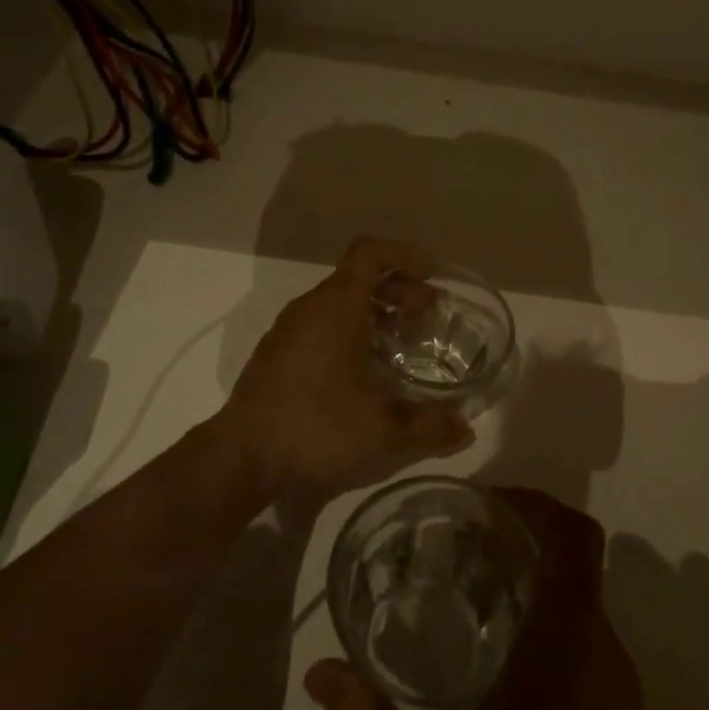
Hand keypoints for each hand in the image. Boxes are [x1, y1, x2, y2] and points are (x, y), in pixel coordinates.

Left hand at [222, 236, 473, 498]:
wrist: (242, 456)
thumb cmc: (316, 426)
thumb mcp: (383, 429)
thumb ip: (429, 426)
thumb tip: (465, 429)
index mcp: (335, 307)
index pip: (369, 253)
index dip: (403, 255)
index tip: (431, 275)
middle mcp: (309, 308)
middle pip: (357, 278)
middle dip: (398, 289)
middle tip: (427, 316)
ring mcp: (287, 331)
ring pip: (338, 302)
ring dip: (374, 312)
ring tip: (401, 342)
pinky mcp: (276, 355)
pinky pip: (320, 325)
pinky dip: (349, 330)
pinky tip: (362, 370)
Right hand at [304, 489, 657, 709]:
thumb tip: (320, 673)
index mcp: (567, 651)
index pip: (575, 539)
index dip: (535, 504)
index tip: (483, 504)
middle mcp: (607, 666)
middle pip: (576, 574)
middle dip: (520, 551)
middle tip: (455, 556)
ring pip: (583, 620)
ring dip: (532, 599)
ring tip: (465, 610)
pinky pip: (589, 663)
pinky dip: (546, 643)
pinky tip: (493, 682)